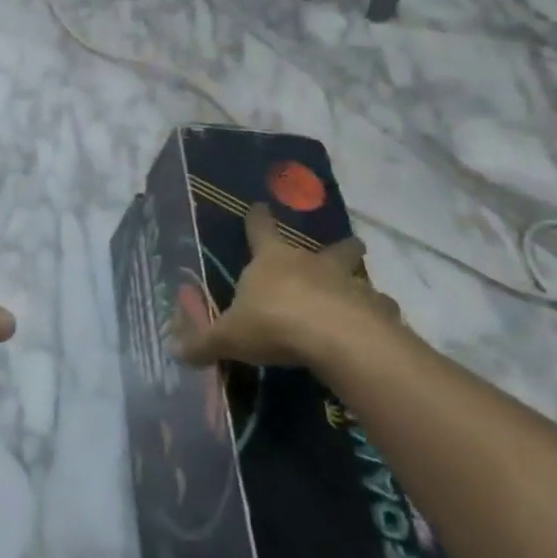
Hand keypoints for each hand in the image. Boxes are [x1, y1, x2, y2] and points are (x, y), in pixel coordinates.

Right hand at [177, 204, 402, 368]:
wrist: (334, 339)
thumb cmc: (273, 324)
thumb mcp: (228, 337)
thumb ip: (204, 343)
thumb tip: (175, 352)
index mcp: (272, 261)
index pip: (261, 230)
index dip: (258, 218)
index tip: (260, 205)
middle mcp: (312, 264)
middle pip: (332, 248)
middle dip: (341, 247)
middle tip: (352, 246)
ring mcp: (348, 285)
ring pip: (361, 278)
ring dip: (361, 286)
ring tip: (365, 299)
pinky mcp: (376, 311)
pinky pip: (381, 311)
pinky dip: (379, 318)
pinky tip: (378, 331)